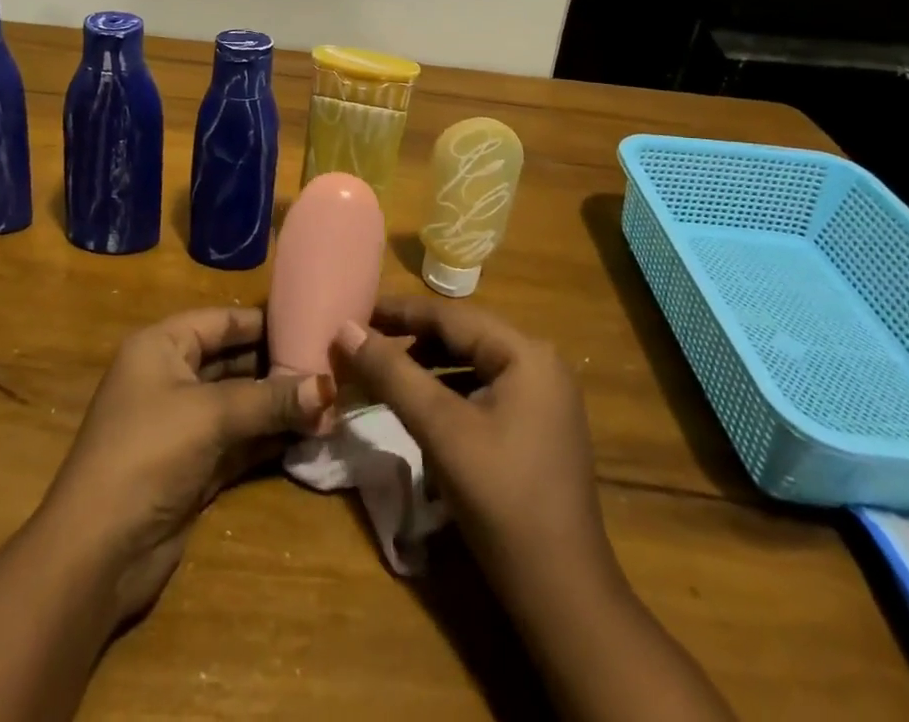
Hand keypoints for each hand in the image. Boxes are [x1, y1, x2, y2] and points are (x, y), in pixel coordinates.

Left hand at [38, 306, 334, 627]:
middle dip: (279, 367)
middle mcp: (171, 378)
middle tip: (333, 366)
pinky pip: (240, 441)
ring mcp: (182, 425)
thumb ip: (270, 400)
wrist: (98, 552)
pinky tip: (310, 434)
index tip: (314, 321)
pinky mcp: (194, 467)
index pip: (222, 321)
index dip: (266, 322)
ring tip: (332, 401)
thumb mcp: (210, 415)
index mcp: (162, 347)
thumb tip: (330, 388)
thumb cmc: (148, 453)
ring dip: (280, 406)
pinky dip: (270, 438)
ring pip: (240, 404)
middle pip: (234, 361)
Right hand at [333, 294, 614, 600]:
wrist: (563, 597)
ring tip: (382, 373)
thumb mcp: (440, 430)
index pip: (450, 316)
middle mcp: (540, 363)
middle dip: (410, 339)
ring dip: (425, 366)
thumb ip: (392, 374)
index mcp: (525, 353)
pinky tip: (419, 407)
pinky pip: (483, 390)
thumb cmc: (501, 500)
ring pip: (470, 364)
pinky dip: (447, 392)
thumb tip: (345, 328)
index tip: (354, 313)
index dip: (398, 312)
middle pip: (461, 336)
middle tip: (363, 344)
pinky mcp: (537, 427)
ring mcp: (543, 397)